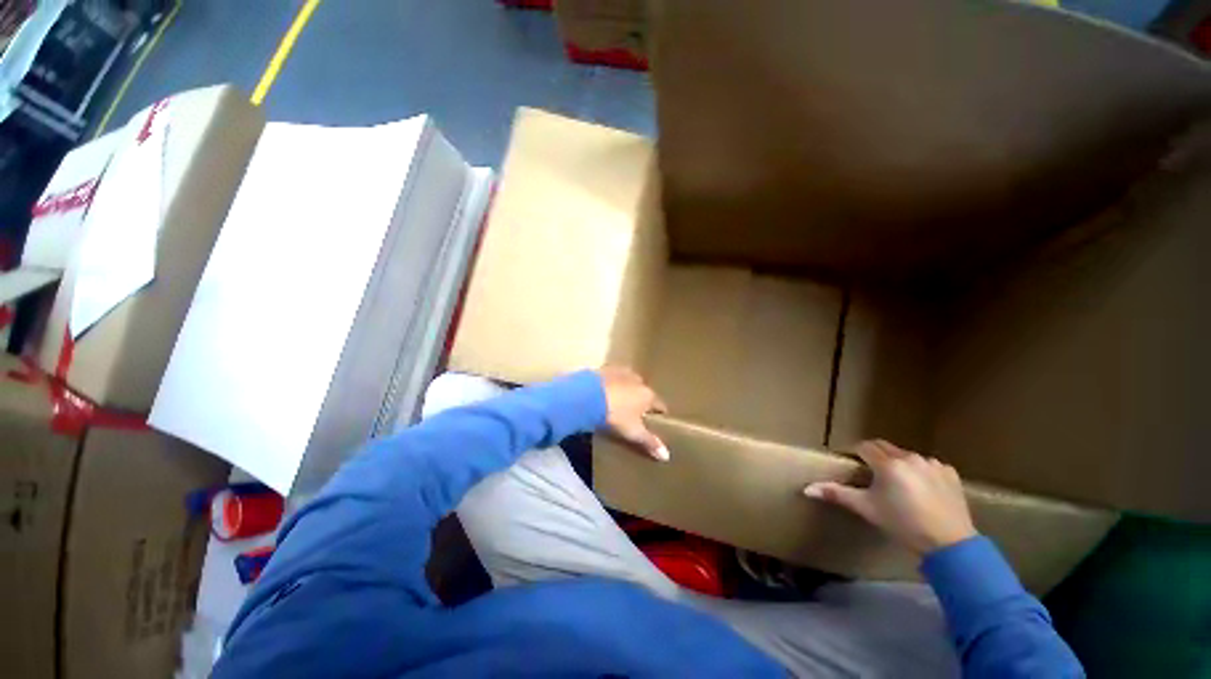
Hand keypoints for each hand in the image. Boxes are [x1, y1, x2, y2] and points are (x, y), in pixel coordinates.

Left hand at [599, 366, 669, 461]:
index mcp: (648, 395)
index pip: (660, 405)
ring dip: (626, 391)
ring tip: (618, 403)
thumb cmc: (615, 415)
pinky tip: (605, 393)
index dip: (659, 415)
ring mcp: (621, 372)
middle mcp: (638, 380)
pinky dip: (612, 385)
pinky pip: (613, 378)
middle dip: (641, 401)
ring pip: (629, 383)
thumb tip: (666, 455)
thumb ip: (649, 442)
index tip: (657, 422)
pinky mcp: (605, 369)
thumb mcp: (633, 432)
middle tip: (634, 414)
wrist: (588, 396)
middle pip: (644, 392)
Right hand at [804, 440, 976, 554]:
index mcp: (887, 463)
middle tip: (871, 475)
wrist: (949, 545)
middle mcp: (910, 457)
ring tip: (898, 485)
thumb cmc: (902, 524)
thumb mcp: (867, 509)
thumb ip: (837, 494)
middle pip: (884, 448)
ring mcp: (932, 464)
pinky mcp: (950, 473)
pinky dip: (921, 472)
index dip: (855, 453)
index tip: (851, 464)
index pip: (864, 447)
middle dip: (875, 457)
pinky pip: (928, 466)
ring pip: (907, 456)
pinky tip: (922, 490)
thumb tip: (807, 488)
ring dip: (898, 464)